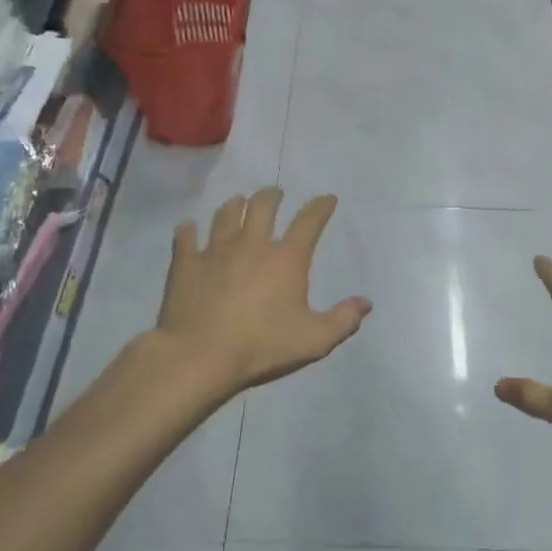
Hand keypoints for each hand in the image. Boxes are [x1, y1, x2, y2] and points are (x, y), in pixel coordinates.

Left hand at [156, 189, 370, 399]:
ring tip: (238, 203)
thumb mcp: (314, 340)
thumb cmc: (262, 347)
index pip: (309, 222)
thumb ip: (343, 320)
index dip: (321, 207)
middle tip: (275, 195)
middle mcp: (252, 244)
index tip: (327, 198)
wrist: (200, 356)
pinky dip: (188, 230)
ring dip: (235, 205)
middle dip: (272, 196)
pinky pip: (186, 237)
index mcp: (286, 259)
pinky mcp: (186, 263)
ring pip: (226, 214)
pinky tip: (188, 228)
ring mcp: (215, 250)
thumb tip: (366, 302)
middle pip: (263, 205)